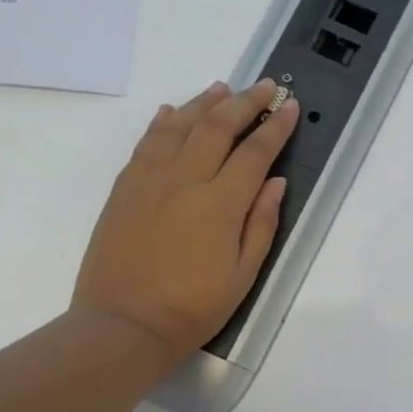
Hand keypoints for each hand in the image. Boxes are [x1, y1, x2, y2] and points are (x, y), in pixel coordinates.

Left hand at [73, 80, 298, 356]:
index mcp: (221, 204)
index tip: (289, 107)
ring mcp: (149, 181)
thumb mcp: (244, 274)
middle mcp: (185, 181)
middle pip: (217, 127)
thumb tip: (275, 182)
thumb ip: (261, 223)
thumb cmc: (193, 307)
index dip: (275, 127)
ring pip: (179, 126)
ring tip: (222, 89)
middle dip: (245, 102)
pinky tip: (172, 113)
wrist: (123, 325)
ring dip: (204, 103)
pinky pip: (146, 144)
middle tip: (264, 87)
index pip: (255, 153)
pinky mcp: (124, 189)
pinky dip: (163, 123)